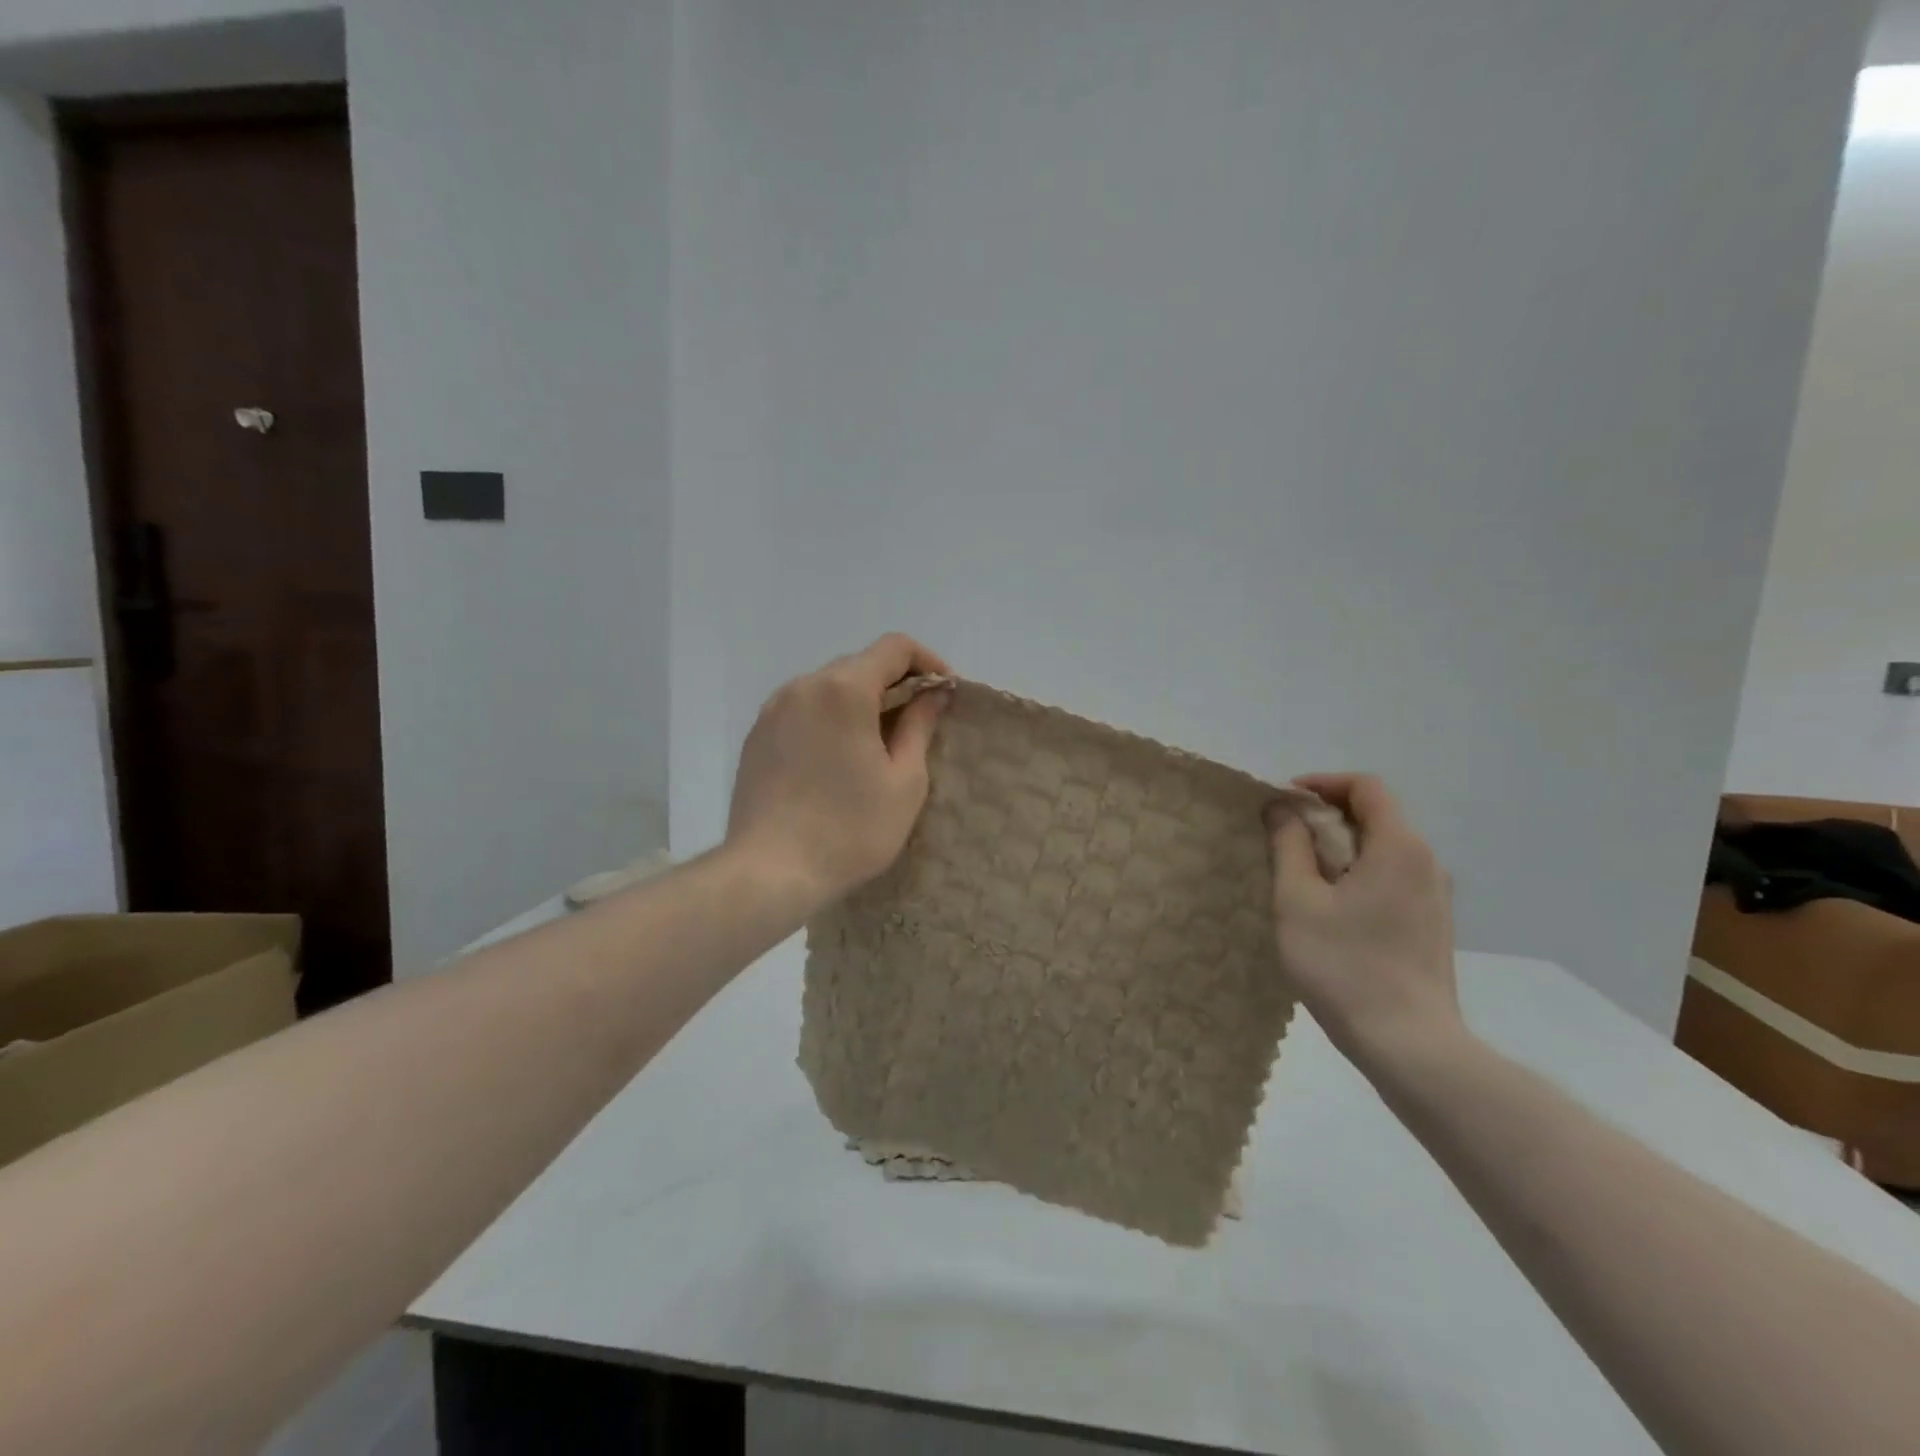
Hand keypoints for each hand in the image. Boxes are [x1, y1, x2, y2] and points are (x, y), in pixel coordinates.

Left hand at [727, 634, 954, 907]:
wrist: (769, 873)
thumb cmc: (850, 830)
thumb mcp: (904, 781)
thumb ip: (920, 726)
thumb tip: (932, 694)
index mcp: (844, 690)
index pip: (895, 647)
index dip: (928, 663)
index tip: (945, 695)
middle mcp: (804, 686)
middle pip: (860, 664)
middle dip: (896, 684)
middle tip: (919, 722)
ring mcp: (773, 710)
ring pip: (829, 687)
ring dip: (861, 701)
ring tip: (878, 744)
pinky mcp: (756, 736)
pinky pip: (803, 710)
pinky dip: (830, 718)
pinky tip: (838, 759)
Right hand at [1266, 774, 1465, 1071]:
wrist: (1408, 1044)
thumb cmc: (1344, 965)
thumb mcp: (1298, 900)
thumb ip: (1289, 846)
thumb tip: (1283, 808)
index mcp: (1399, 847)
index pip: (1366, 787)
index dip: (1322, 784)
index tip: (1284, 802)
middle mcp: (1426, 863)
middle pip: (1376, 815)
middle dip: (1325, 817)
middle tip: (1283, 840)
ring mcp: (1434, 896)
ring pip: (1382, 849)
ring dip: (1339, 847)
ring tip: (1300, 875)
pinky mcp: (1431, 924)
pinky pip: (1391, 877)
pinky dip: (1357, 873)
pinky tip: (1329, 907)